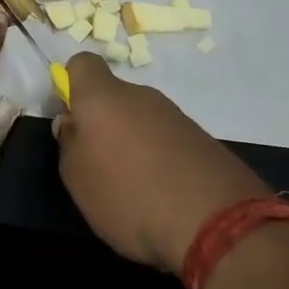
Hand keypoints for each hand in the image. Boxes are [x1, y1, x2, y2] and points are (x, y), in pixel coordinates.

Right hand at [54, 52, 271, 274]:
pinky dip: (163, 161)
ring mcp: (176, 116)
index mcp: (102, 97)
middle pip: (114, 96)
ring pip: (143, 120)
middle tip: (100, 163)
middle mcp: (140, 96)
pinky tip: (166, 196)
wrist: (218, 225)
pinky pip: (170, 142)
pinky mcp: (204, 141)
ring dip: (135, 143)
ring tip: (136, 188)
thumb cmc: (129, 196)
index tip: (73, 116)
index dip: (73, 83)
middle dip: (105, 123)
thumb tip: (72, 123)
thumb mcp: (78, 179)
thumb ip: (69, 145)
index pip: (83, 64)